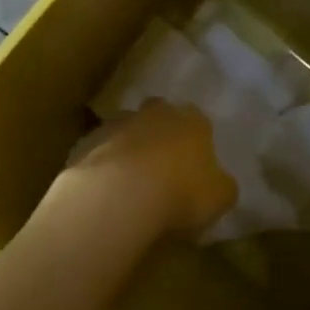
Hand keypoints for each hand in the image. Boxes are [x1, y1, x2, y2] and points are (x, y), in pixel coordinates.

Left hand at [54, 99, 235, 239]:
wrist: (118, 194)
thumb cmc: (181, 193)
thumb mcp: (220, 197)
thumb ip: (222, 186)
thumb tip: (220, 183)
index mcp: (192, 120)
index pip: (199, 122)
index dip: (196, 143)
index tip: (194, 168)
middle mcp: (155, 112)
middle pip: (160, 117)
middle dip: (161, 135)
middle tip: (162, 169)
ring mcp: (117, 123)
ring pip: (127, 130)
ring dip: (129, 149)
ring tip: (130, 184)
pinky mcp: (86, 141)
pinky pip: (100, 151)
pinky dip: (103, 165)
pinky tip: (105, 192)